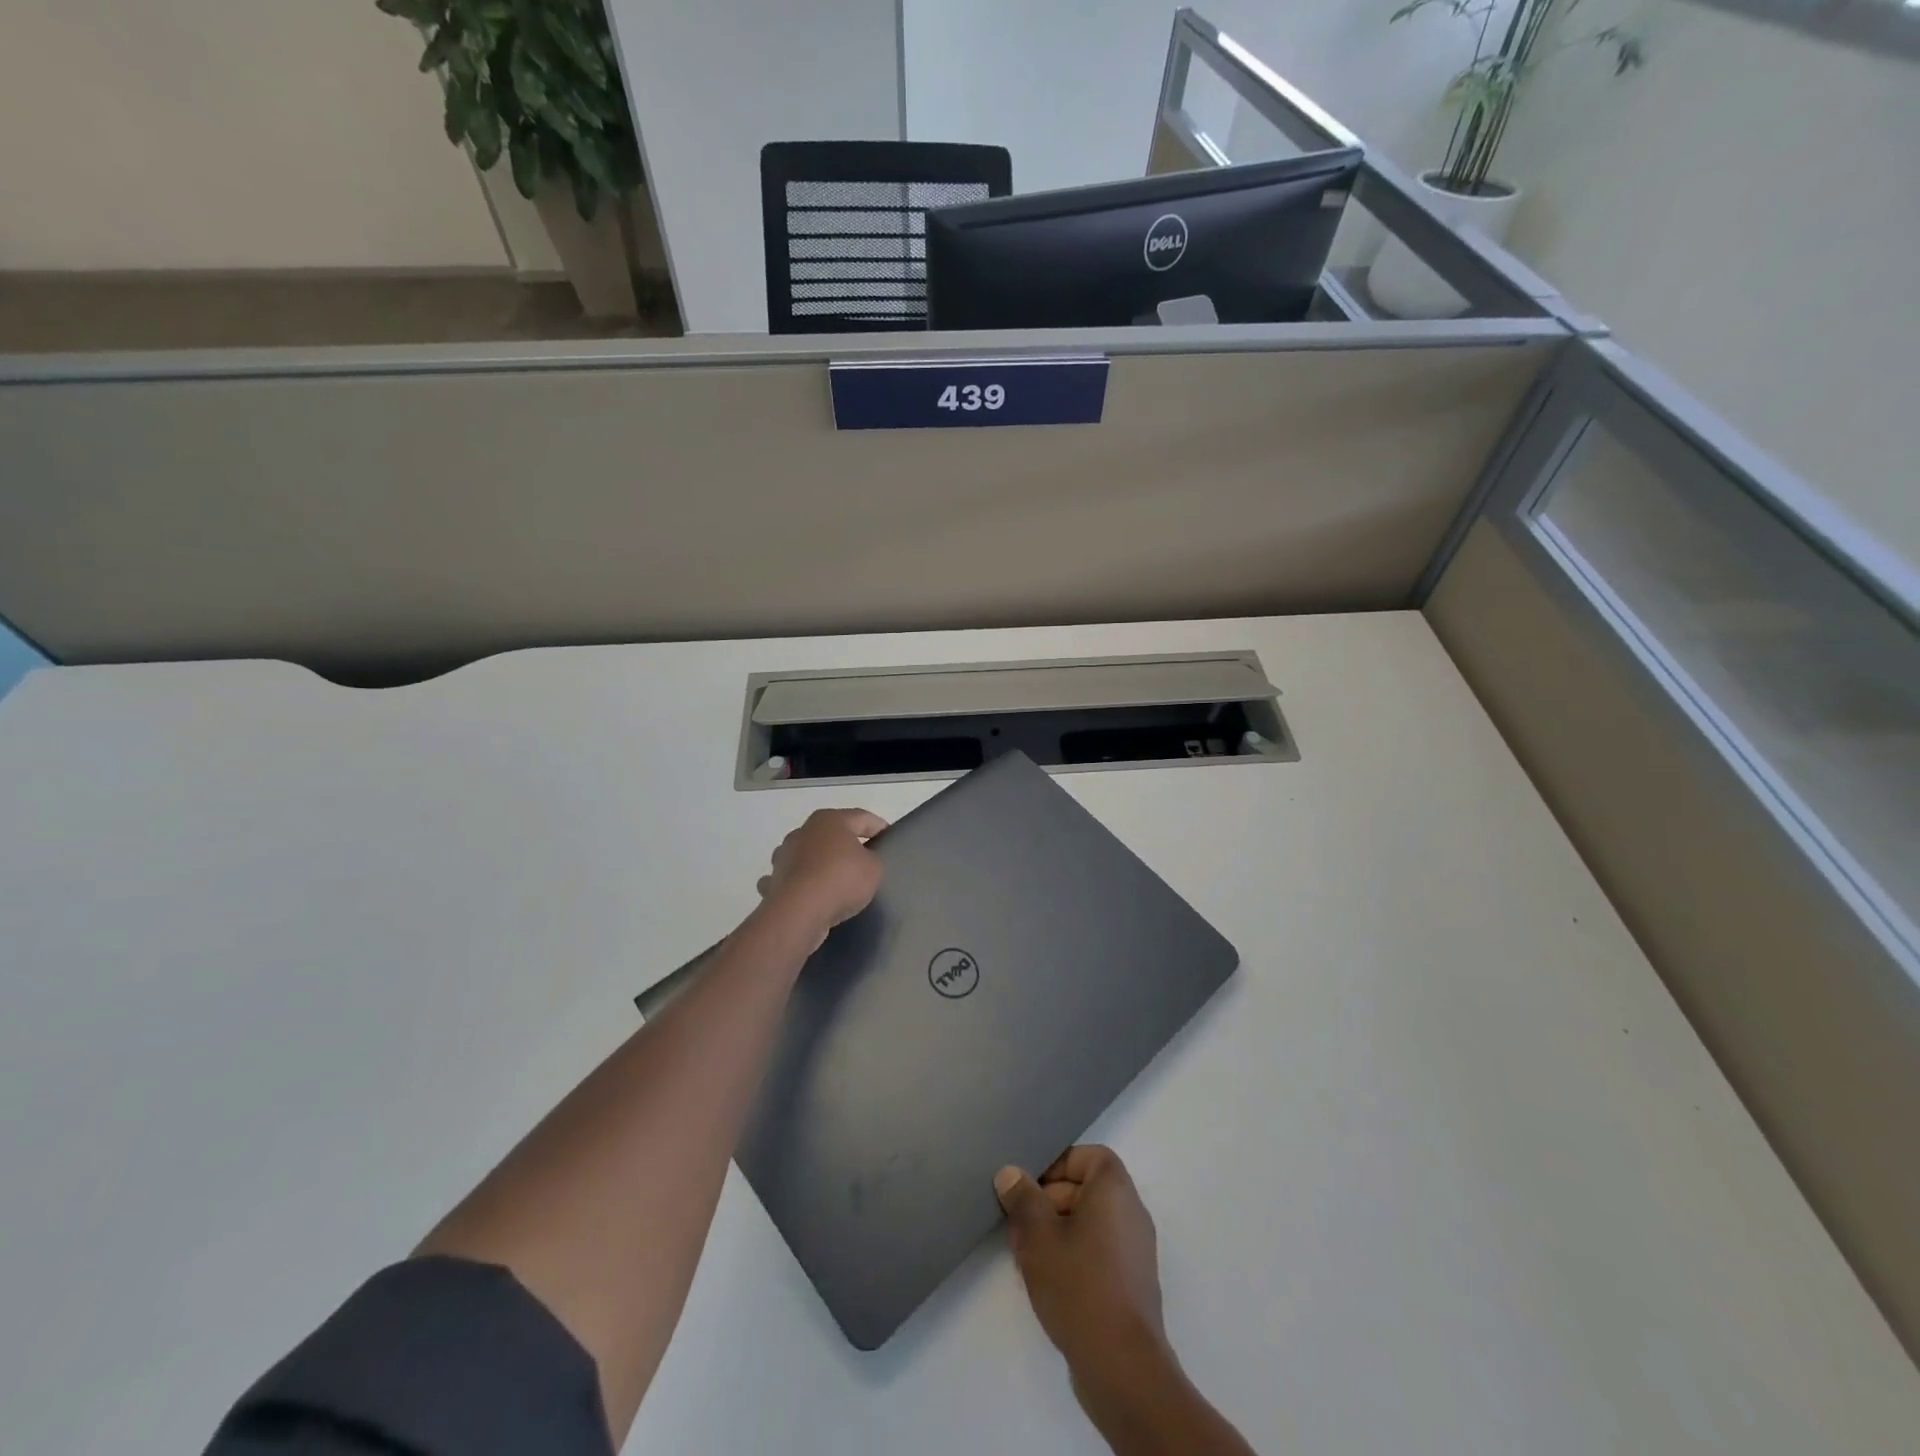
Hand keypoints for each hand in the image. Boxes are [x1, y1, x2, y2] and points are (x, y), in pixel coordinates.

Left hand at [755, 808, 885, 944]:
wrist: (798, 912)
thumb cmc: (841, 880)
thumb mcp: (874, 868)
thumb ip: (871, 858)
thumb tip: (859, 861)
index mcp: (829, 820)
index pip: (861, 817)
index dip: (878, 826)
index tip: (888, 837)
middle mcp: (803, 831)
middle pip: (831, 834)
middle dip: (846, 844)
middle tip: (864, 858)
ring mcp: (784, 855)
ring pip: (808, 854)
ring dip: (820, 862)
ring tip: (836, 880)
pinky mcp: (774, 880)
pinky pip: (793, 878)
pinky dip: (801, 883)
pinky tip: (810, 895)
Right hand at [995, 1146, 1168, 1378]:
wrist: (1122, 1367)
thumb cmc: (1079, 1286)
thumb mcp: (1038, 1236)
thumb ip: (1023, 1199)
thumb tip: (1011, 1174)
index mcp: (1115, 1190)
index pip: (1089, 1156)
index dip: (1058, 1164)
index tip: (1029, 1186)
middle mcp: (1131, 1213)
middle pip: (1086, 1189)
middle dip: (1048, 1200)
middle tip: (1018, 1223)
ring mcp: (1135, 1251)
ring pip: (1089, 1223)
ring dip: (1056, 1231)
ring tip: (1026, 1254)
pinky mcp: (1131, 1284)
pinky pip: (1098, 1252)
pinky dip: (1073, 1255)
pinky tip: (1047, 1281)